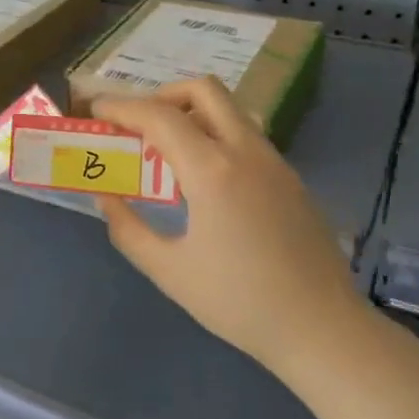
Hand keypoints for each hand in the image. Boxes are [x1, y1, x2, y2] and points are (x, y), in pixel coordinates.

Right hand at [95, 78, 360, 373]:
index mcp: (213, 170)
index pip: (159, 116)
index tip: (96, 111)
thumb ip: (128, 229)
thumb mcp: (169, 271)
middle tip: (137, 124)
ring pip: (230, 110)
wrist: (322, 328)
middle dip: (162, 95)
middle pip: (203, 90)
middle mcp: (246, 151)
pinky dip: (216, 135)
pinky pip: (246, 135)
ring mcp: (274, 162)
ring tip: (167, 148)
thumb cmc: (239, 302)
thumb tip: (106, 198)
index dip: (122, 107)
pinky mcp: (290, 178)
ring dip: (192, 112)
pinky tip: (204, 178)